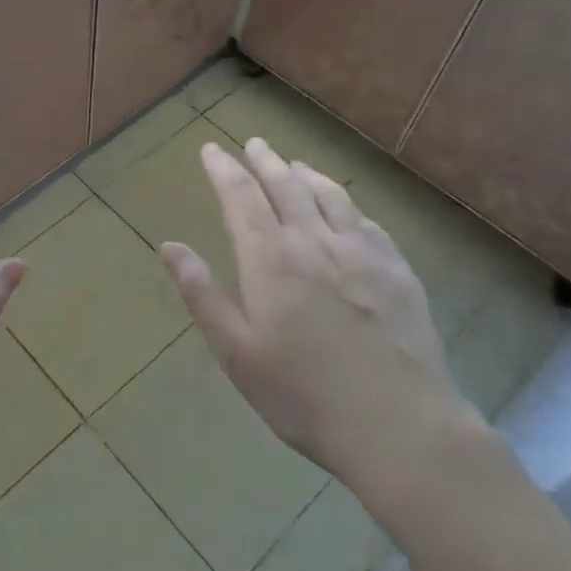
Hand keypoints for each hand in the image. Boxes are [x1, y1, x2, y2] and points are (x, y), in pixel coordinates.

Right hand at [159, 137, 481, 505]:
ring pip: (329, 195)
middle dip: (265, 161)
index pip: (241, 197)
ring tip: (293, 163)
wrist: (400, 427)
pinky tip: (345, 206)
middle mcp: (315, 242)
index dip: (224, 169)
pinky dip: (346, 202)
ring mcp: (362, 253)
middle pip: (286, 185)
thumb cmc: (303, 395)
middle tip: (253, 143)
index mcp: (271, 260)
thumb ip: (202, 295)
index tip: (211, 149)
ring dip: (306, 174)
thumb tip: (169, 247)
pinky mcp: (398, 270)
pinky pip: (366, 220)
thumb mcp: (237, 352)